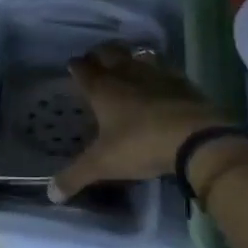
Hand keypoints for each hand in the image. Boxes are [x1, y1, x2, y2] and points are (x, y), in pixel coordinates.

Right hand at [49, 44, 231, 202]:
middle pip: (108, 52)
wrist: (196, 137)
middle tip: (96, 62)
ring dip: (128, 57)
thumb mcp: (103, 165)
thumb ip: (75, 177)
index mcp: (102, 89)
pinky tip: (158, 81)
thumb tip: (51, 194)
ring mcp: (155, 73)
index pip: (82, 69)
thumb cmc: (141, 145)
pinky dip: (156, 70)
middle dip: (99, 55)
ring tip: (125, 65)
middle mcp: (126, 73)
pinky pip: (163, 67)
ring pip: (136, 55)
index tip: (72, 68)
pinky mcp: (181, 80)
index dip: (75, 67)